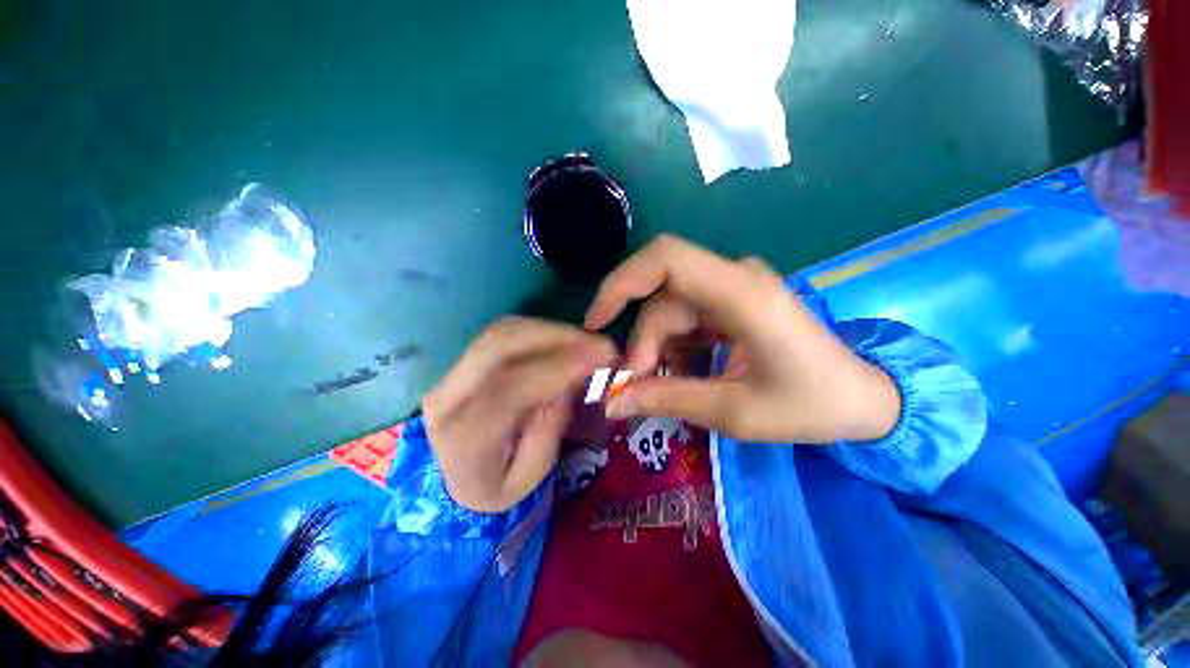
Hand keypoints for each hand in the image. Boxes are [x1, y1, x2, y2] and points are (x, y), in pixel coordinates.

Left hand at [424, 317, 616, 512]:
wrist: (453, 480)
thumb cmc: (497, 484)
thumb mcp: (530, 475)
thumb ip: (549, 429)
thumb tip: (569, 382)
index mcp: (462, 437)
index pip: (508, 390)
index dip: (556, 368)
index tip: (599, 358)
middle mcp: (448, 396)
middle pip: (500, 347)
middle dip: (557, 337)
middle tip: (599, 343)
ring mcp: (451, 373)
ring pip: (501, 333)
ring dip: (550, 330)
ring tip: (586, 339)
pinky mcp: (462, 361)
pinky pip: (501, 332)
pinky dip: (537, 329)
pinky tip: (562, 337)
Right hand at [584, 236, 900, 443]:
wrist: (863, 398)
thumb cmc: (809, 406)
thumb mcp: (734, 412)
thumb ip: (668, 400)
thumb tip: (612, 402)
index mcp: (742, 294)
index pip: (666, 259)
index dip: (621, 282)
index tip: (596, 322)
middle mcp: (735, 279)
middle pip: (663, 298)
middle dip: (643, 342)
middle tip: (636, 386)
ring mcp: (733, 289)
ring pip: (670, 309)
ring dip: (658, 348)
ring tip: (663, 386)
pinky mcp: (732, 302)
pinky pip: (686, 317)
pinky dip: (673, 346)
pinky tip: (681, 372)